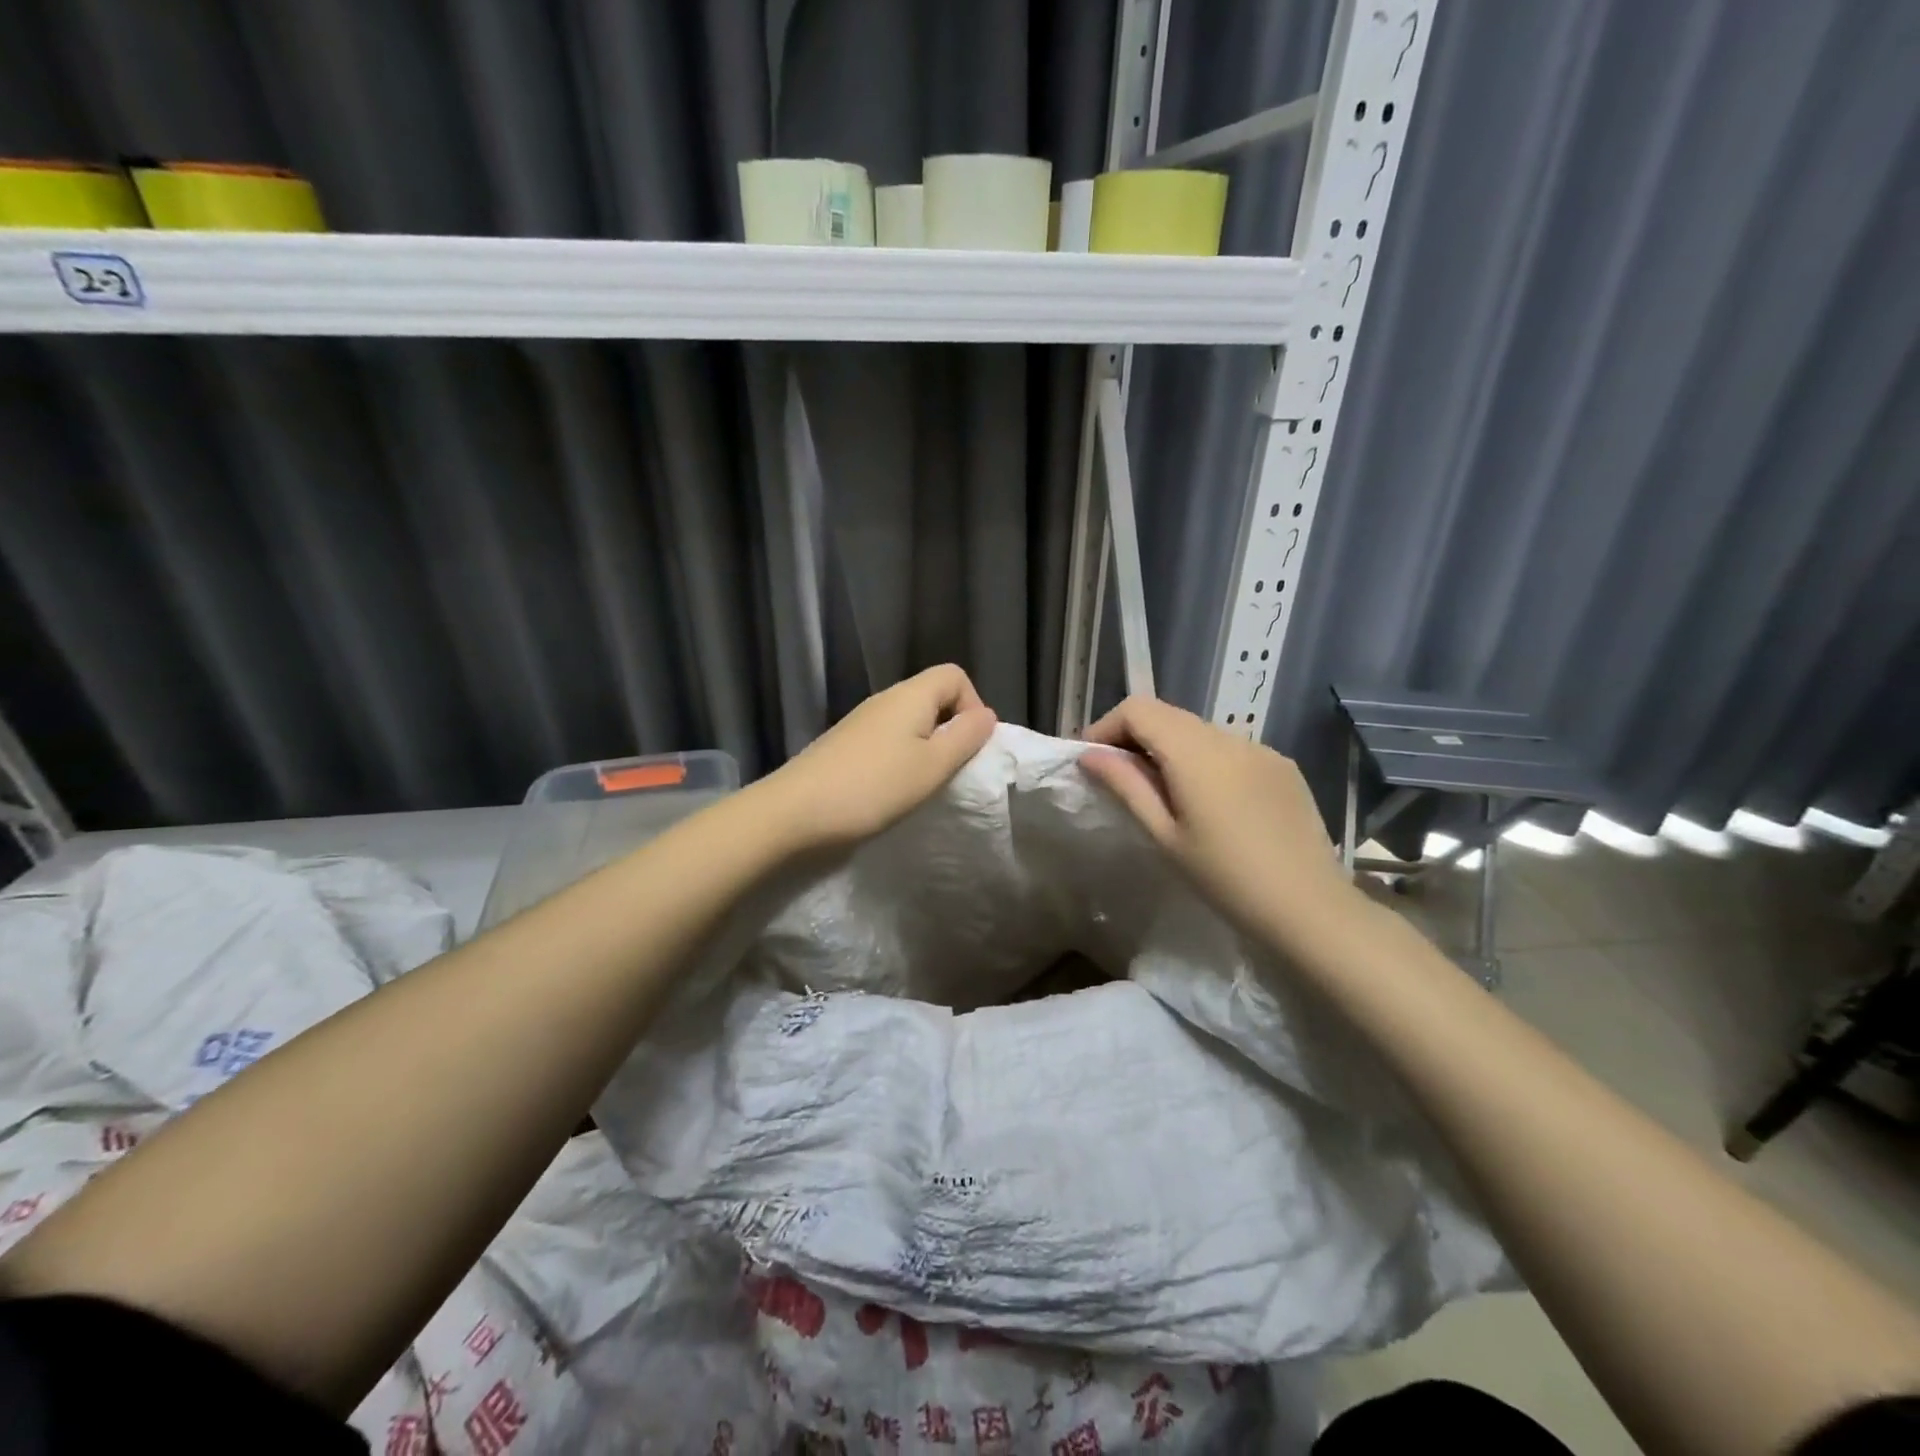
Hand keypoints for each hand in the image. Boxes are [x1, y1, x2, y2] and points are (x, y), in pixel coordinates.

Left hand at [756, 665, 997, 853]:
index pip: (954, 675)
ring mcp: (861, 722)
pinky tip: (892, 789)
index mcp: (910, 696)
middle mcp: (884, 700)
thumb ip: (965, 738)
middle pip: (932, 697)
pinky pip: (887, 740)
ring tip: (923, 784)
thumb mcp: (931, 766)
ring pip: (909, 721)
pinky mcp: (845, 745)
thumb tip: (986, 715)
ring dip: (925, 747)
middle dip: (951, 729)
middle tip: (951, 770)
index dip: (972, 704)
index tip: (969, 745)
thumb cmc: (873, 787)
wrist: (794, 811)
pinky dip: (900, 758)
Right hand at [1081, 696, 1369, 954]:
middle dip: (1134, 736)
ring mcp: (1260, 749)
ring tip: (1162, 792)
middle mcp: (1229, 736)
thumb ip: (1126, 786)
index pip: (1138, 709)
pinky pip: (1230, 748)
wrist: (1310, 907)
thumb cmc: (1225, 878)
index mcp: (1195, 752)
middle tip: (1118, 777)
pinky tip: (1210, 802)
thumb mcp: (1165, 835)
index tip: (1091, 761)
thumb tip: (1089, 754)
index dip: (1106, 727)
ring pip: (1199, 730)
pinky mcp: (1282, 766)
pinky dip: (1204, 760)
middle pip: (1168, 714)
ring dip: (1169, 748)